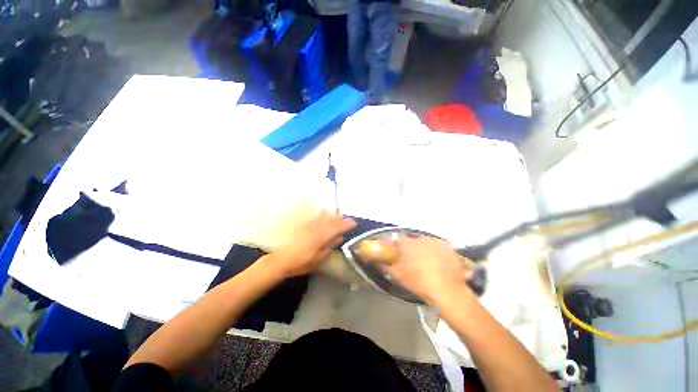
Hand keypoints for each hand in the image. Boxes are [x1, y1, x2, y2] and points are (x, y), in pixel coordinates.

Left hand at [273, 212, 356, 277]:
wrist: (281, 260)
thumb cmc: (302, 262)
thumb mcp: (319, 258)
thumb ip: (330, 246)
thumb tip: (339, 237)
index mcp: (321, 236)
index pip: (338, 227)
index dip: (347, 224)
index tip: (355, 223)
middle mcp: (316, 227)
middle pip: (331, 219)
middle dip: (341, 219)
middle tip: (348, 220)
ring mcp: (309, 225)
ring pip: (324, 216)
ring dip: (332, 215)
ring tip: (338, 216)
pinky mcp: (303, 225)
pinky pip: (315, 216)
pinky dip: (322, 215)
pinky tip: (324, 214)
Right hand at [387, 236, 474, 306]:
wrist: (446, 291)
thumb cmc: (419, 282)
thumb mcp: (397, 275)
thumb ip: (386, 265)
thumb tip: (381, 261)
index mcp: (407, 244)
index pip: (397, 239)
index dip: (397, 245)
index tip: (397, 252)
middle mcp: (421, 239)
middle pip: (413, 240)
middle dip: (412, 247)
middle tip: (412, 260)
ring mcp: (436, 242)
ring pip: (427, 243)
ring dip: (425, 249)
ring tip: (427, 263)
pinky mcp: (449, 248)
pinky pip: (440, 247)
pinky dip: (438, 253)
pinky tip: (439, 264)